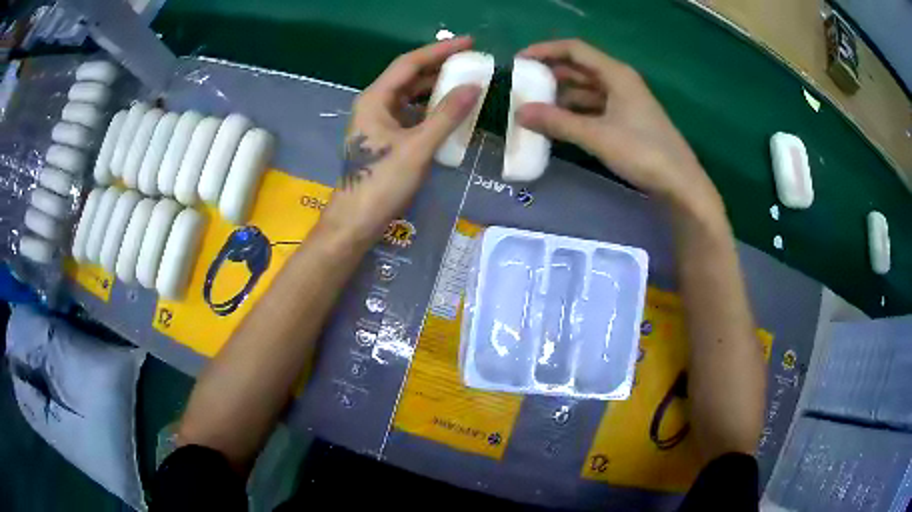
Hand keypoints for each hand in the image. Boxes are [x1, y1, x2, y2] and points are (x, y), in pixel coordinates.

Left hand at [318, 37, 481, 249]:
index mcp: (375, 99)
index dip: (439, 50)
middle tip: (472, 62)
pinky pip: (411, 114)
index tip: (469, 43)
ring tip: (466, 82)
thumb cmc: (381, 183)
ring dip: (436, 87)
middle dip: (440, 67)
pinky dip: (430, 109)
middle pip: (409, 76)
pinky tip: (449, 111)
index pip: (410, 63)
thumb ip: (446, 115)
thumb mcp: (417, 147)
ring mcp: (378, 122)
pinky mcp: (384, 138)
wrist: (355, 221)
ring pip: (410, 96)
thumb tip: (474, 86)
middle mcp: (374, 104)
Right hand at [516, 39, 722, 217]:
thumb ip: (558, 122)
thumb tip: (520, 112)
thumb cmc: (643, 152)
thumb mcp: (598, 136)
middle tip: (523, 87)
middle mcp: (620, 82)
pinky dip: (575, 112)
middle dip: (551, 75)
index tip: (519, 61)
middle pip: (580, 68)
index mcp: (616, 74)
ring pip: (586, 90)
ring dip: (561, 96)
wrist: (680, 184)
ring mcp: (625, 102)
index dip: (545, 51)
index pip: (575, 50)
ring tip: (534, 107)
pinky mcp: (627, 121)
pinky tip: (559, 124)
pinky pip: (594, 108)